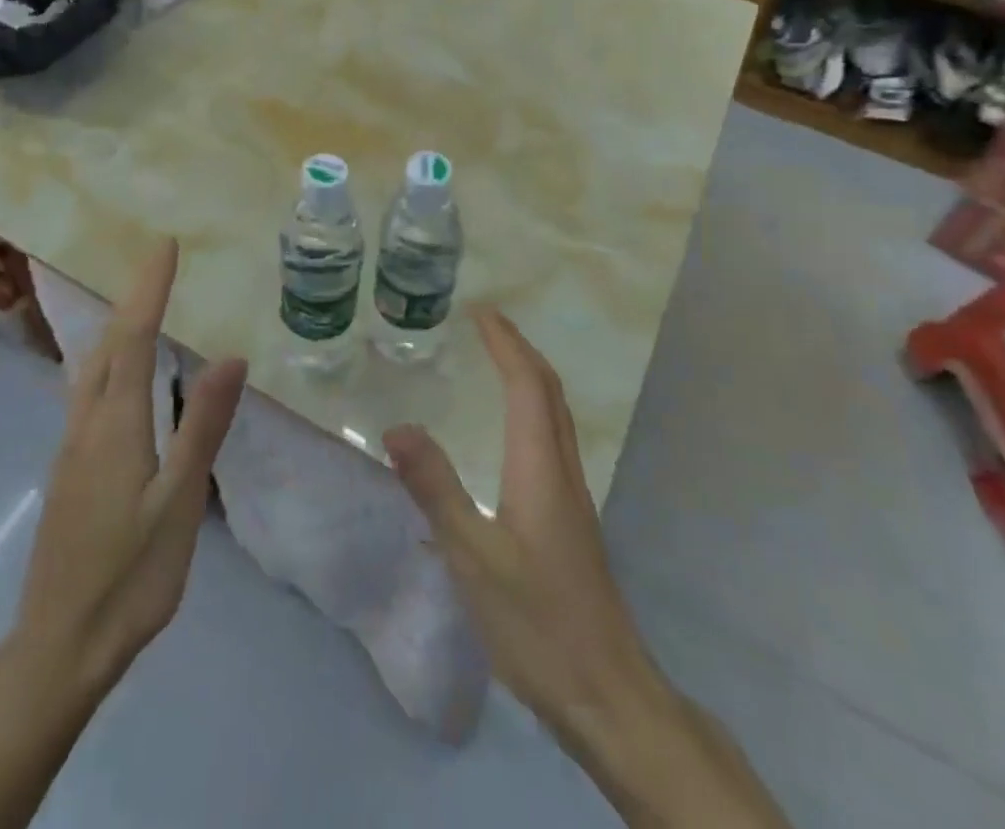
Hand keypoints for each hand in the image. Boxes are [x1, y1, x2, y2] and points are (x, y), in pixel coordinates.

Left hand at [15, 238, 247, 702]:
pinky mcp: (68, 470)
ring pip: (90, 369)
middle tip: (159, 267)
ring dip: (115, 329)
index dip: (149, 289)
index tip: (165, 247)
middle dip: (132, 299)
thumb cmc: (130, 576)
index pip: (132, 337)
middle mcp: (86, 423)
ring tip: (140, 307)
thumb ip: (203, 426)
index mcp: (116, 424)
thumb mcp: (180, 501)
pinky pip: (87, 393)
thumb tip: (230, 356)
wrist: (59, 647)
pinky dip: (107, 361)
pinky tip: (118, 375)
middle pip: (106, 345)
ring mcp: (70, 448)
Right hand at [384, 310, 787, 828]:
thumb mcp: (473, 556)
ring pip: (554, 415)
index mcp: (540, 468)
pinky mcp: (569, 520)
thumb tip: (397, 426)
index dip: (506, 343)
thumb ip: (436, 489)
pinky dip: (531, 408)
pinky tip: (510, 431)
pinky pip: (550, 439)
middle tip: (486, 324)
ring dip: (528, 376)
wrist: (607, 693)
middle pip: (549, 391)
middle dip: (519, 349)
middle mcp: (561, 470)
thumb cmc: (537, 623)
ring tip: (496, 360)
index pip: (527, 385)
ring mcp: (571, 496)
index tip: (480, 311)